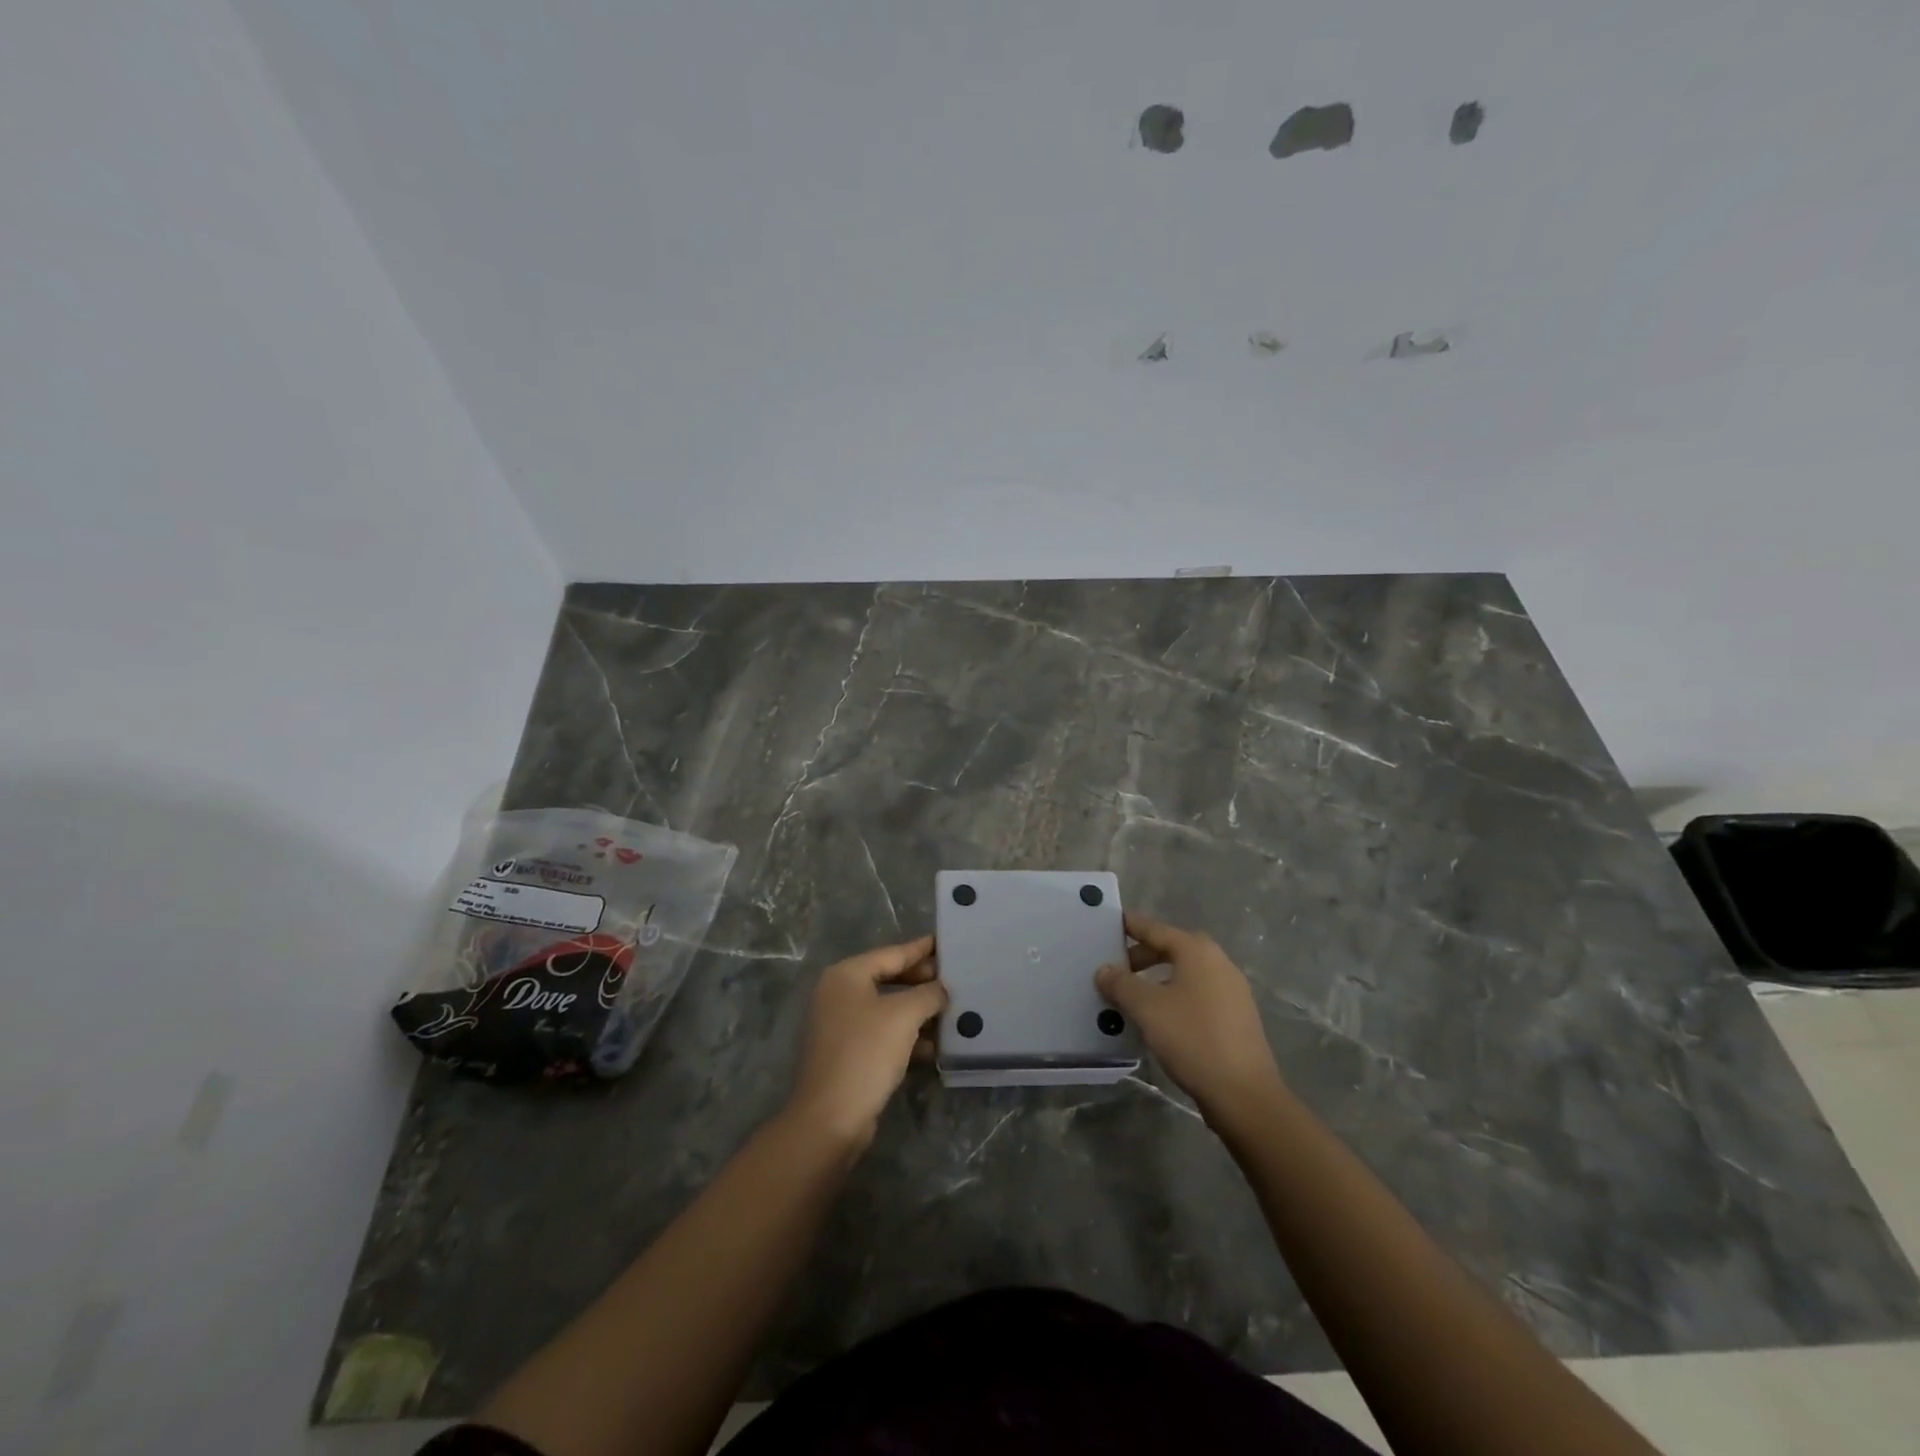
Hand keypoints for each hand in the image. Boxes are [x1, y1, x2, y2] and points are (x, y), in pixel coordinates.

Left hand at [786, 935, 945, 1149]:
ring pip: (888, 1009)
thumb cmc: (866, 1053)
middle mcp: (839, 994)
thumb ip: (928, 994)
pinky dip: (907, 1036)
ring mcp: (840, 1026)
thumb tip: (942, 988)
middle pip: (889, 979)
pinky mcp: (847, 1054)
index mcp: (846, 975)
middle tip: (956, 980)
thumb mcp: (904, 1016)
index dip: (922, 949)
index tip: (947, 942)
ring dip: (919, 1012)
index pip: (892, 953)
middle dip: (923, 982)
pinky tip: (935, 1045)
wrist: (830, 1119)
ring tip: (953, 1012)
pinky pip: (883, 1034)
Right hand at [1095, 913, 1284, 1121]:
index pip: (1156, 929)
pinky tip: (1161, 1018)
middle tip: (1117, 968)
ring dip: (1159, 978)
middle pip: (1173, 949)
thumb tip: (1104, 970)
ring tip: (1134, 995)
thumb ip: (1121, 984)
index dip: (1131, 926)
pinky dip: (1176, 996)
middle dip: (1143, 955)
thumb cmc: (1192, 1038)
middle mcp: (1218, 963)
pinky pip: (1198, 994)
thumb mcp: (1147, 1008)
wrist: (1243, 1093)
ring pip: (1186, 973)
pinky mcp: (1237, 1017)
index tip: (1110, 923)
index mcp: (1198, 952)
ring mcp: (1232, 991)